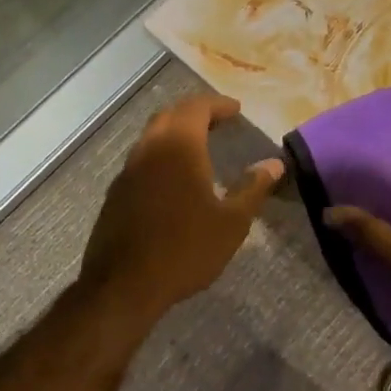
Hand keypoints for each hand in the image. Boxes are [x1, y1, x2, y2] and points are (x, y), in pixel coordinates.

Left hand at [79, 94, 282, 321]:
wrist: (123, 286)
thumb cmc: (185, 249)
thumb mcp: (232, 222)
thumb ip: (253, 188)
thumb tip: (274, 164)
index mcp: (179, 148)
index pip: (197, 108)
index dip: (218, 104)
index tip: (236, 110)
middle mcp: (149, 150)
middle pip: (170, 116)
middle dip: (195, 112)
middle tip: (218, 121)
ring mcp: (128, 172)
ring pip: (152, 137)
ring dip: (175, 132)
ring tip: (199, 146)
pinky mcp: (116, 194)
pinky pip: (142, 160)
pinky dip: (161, 155)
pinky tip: (174, 178)